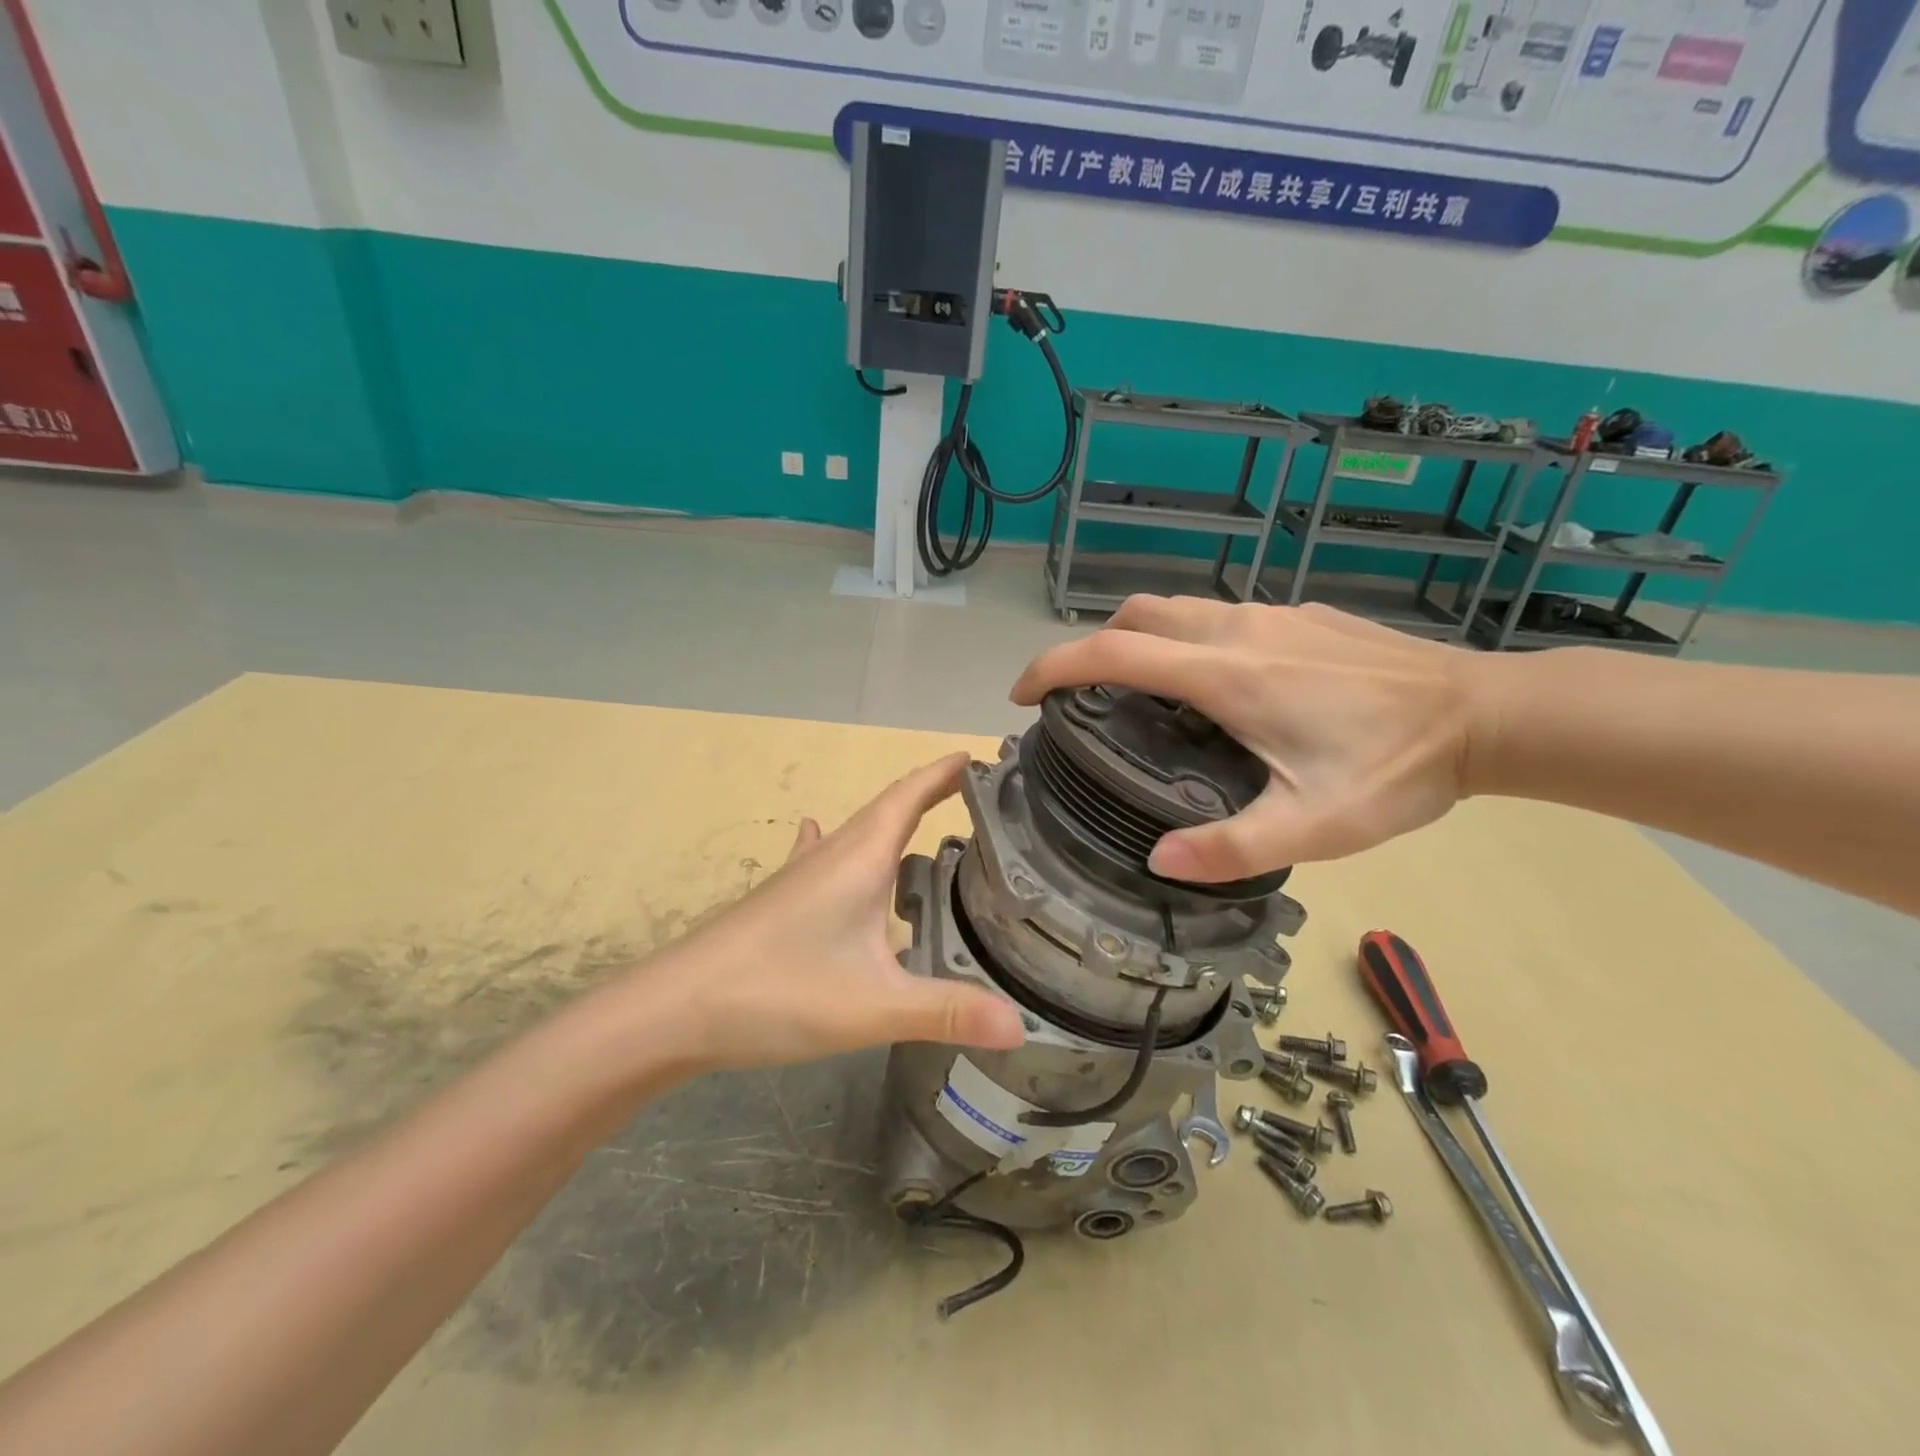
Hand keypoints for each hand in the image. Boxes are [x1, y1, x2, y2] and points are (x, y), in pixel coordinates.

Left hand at [660, 754, 1026, 1071]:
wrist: (673, 1009)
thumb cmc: (778, 991)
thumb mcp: (873, 1006)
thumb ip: (947, 1013)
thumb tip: (1021, 1026)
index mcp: (860, 859)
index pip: (909, 796)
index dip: (943, 773)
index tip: (975, 756)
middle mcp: (831, 855)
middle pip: (887, 809)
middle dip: (928, 794)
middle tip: (970, 794)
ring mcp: (799, 876)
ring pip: (855, 833)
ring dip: (890, 819)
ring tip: (921, 821)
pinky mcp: (778, 901)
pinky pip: (820, 857)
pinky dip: (837, 842)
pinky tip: (819, 836)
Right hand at [1011, 598, 1483, 881]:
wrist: (1486, 715)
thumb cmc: (1396, 769)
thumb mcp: (1313, 828)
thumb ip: (1231, 849)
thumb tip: (1157, 860)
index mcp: (1226, 676)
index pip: (1112, 653)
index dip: (1053, 667)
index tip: (1022, 694)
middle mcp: (1236, 631)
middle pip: (1135, 615)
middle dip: (1090, 646)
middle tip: (1080, 698)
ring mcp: (1270, 616)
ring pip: (1175, 610)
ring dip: (1137, 640)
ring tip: (1137, 695)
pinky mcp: (1297, 616)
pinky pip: (1216, 617)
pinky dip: (1183, 640)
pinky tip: (1213, 688)